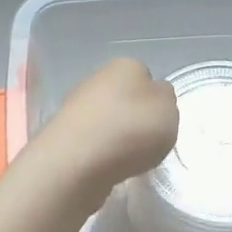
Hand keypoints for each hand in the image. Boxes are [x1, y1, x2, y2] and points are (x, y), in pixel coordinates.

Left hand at [25, 58, 178, 196]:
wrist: (77, 161)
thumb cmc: (131, 129)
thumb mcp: (169, 109)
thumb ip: (166, 99)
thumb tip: (154, 97)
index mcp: (126, 65)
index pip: (145, 75)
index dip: (154, 99)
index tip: (159, 121)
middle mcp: (97, 78)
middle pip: (123, 97)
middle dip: (133, 117)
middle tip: (145, 141)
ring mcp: (75, 105)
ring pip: (106, 118)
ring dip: (116, 135)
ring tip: (126, 158)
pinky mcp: (63, 133)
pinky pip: (91, 140)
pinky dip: (101, 152)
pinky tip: (106, 166)